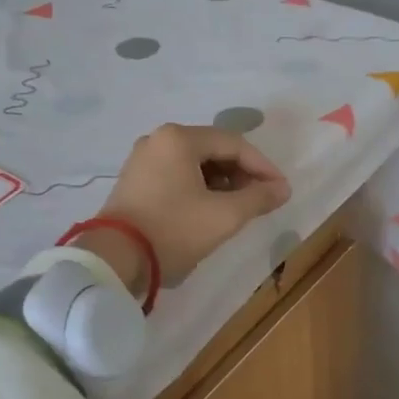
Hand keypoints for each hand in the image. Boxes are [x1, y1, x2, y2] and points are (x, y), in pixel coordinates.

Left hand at [83, 124, 290, 292]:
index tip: (280, 190)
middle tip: (260, 199)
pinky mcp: (134, 181)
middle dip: (242, 174)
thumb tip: (283, 189)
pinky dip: (199, 187)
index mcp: (179, 138)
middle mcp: (158, 139)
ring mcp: (142, 160)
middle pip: (213, 150)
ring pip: (195, 164)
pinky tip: (211, 209)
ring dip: (222, 182)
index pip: (234, 144)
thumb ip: (259, 198)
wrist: (115, 260)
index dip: (263, 166)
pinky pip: (177, 175)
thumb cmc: (174, 230)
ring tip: (239, 207)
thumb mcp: (225, 216)